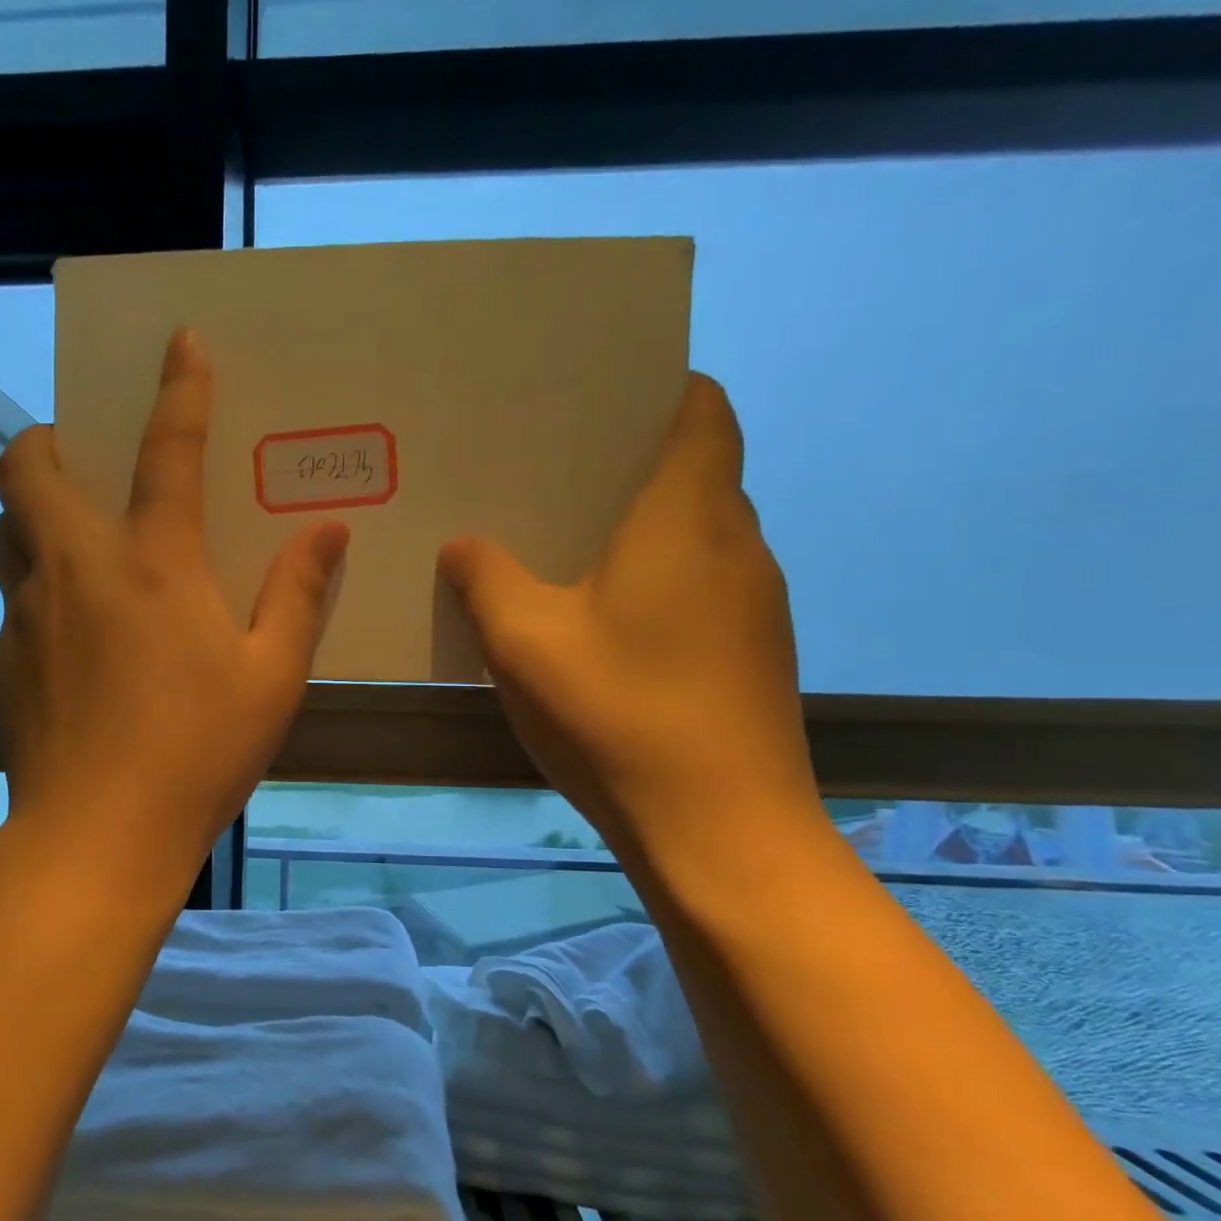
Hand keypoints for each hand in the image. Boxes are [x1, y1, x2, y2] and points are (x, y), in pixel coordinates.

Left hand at [0, 330, 349, 887]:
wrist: (100, 835)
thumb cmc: (199, 751)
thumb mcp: (272, 676)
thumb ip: (298, 595)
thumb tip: (328, 530)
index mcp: (153, 562)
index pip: (167, 450)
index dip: (179, 388)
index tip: (180, 342)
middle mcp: (76, 568)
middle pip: (28, 466)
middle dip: (50, 440)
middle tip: (87, 461)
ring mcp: (27, 613)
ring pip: (7, 528)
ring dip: (35, 512)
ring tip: (79, 542)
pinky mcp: (5, 660)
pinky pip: (14, 597)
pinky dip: (39, 587)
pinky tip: (75, 637)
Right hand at [439, 374, 817, 853]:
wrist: (720, 829)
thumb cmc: (619, 714)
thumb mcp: (525, 642)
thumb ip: (486, 581)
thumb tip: (464, 545)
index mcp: (688, 518)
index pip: (703, 411)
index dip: (662, 390)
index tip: (598, 404)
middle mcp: (737, 545)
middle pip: (698, 473)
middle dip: (633, 466)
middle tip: (554, 479)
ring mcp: (756, 604)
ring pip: (699, 537)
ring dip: (644, 532)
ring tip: (569, 551)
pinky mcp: (753, 655)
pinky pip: (703, 589)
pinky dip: (659, 584)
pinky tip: (606, 628)